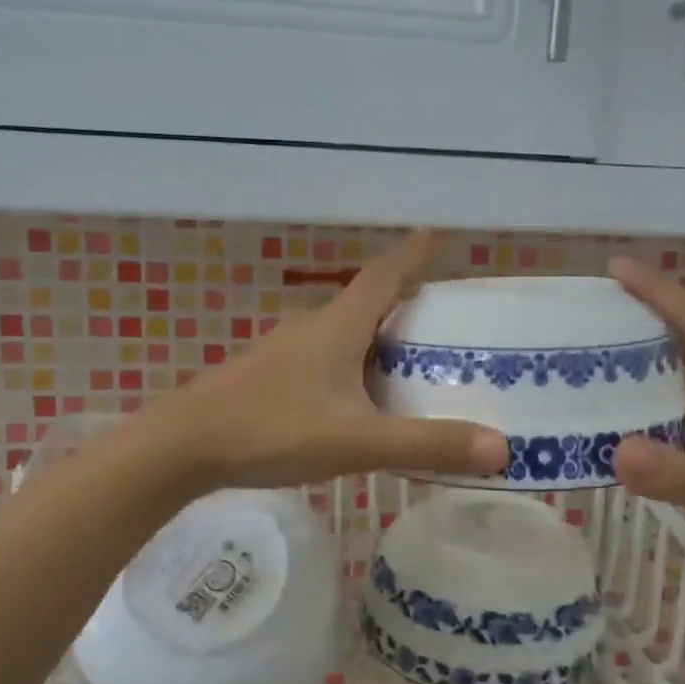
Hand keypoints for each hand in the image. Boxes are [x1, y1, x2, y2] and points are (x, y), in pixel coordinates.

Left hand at [141, 231, 509, 490]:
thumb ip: (426, 444)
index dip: (414, 254)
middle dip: (406, 307)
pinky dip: (352, 369)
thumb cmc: (272, 428)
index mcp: (339, 326)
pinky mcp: (269, 377)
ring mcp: (286, 352)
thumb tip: (501, 448)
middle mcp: (313, 327)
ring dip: (378, 342)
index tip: (439, 235)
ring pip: (344, 335)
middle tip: (446, 327)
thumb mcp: (357, 441)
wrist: (183, 446)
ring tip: (412, 368)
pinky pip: (324, 361)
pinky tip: (357, 402)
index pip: (385, 274)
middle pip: (368, 304)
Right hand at [608, 257, 684, 575]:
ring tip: (596, 353)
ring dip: (646, 355)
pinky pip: (683, 404)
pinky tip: (625, 413)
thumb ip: (675, 474)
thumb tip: (614, 450)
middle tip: (593, 309)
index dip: (657, 290)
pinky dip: (653, 398)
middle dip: (644, 314)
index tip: (617, 266)